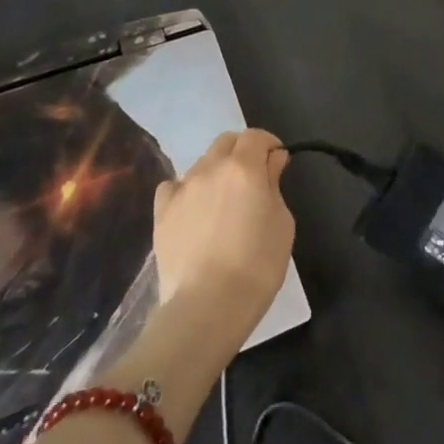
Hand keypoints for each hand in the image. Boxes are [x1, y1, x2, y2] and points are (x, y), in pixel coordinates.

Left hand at [151, 129, 294, 354]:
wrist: (207, 306)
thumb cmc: (257, 265)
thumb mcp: (282, 222)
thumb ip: (274, 184)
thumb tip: (271, 162)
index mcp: (244, 167)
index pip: (256, 136)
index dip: (270, 144)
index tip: (278, 163)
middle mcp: (210, 168)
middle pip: (226, 142)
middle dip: (242, 151)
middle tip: (254, 178)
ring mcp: (182, 189)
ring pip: (202, 163)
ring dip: (216, 171)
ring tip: (223, 201)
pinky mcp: (161, 213)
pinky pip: (174, 186)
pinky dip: (187, 190)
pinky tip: (193, 210)